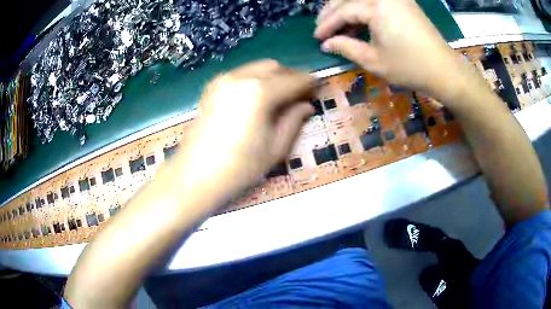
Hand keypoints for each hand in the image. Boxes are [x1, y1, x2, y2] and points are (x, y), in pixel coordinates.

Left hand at [176, 60, 314, 195]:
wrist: (195, 176)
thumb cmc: (239, 168)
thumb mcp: (275, 148)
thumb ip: (294, 121)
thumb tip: (306, 106)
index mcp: (260, 92)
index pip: (294, 80)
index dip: (309, 83)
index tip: (316, 90)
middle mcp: (241, 78)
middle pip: (275, 67)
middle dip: (290, 77)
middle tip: (298, 96)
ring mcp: (223, 80)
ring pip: (256, 68)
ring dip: (272, 77)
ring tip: (278, 98)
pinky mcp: (211, 88)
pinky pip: (240, 75)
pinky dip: (253, 80)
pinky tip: (255, 99)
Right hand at [314, 0, 466, 99]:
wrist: (444, 70)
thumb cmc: (410, 67)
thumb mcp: (374, 61)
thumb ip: (346, 47)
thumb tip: (327, 44)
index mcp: (375, 6)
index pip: (343, 11)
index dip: (327, 25)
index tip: (316, 38)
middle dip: (332, 12)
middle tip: (322, 28)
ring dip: (346, 7)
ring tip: (337, 23)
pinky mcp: (404, 2)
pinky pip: (375, 0)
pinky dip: (363, 8)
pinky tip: (359, 20)